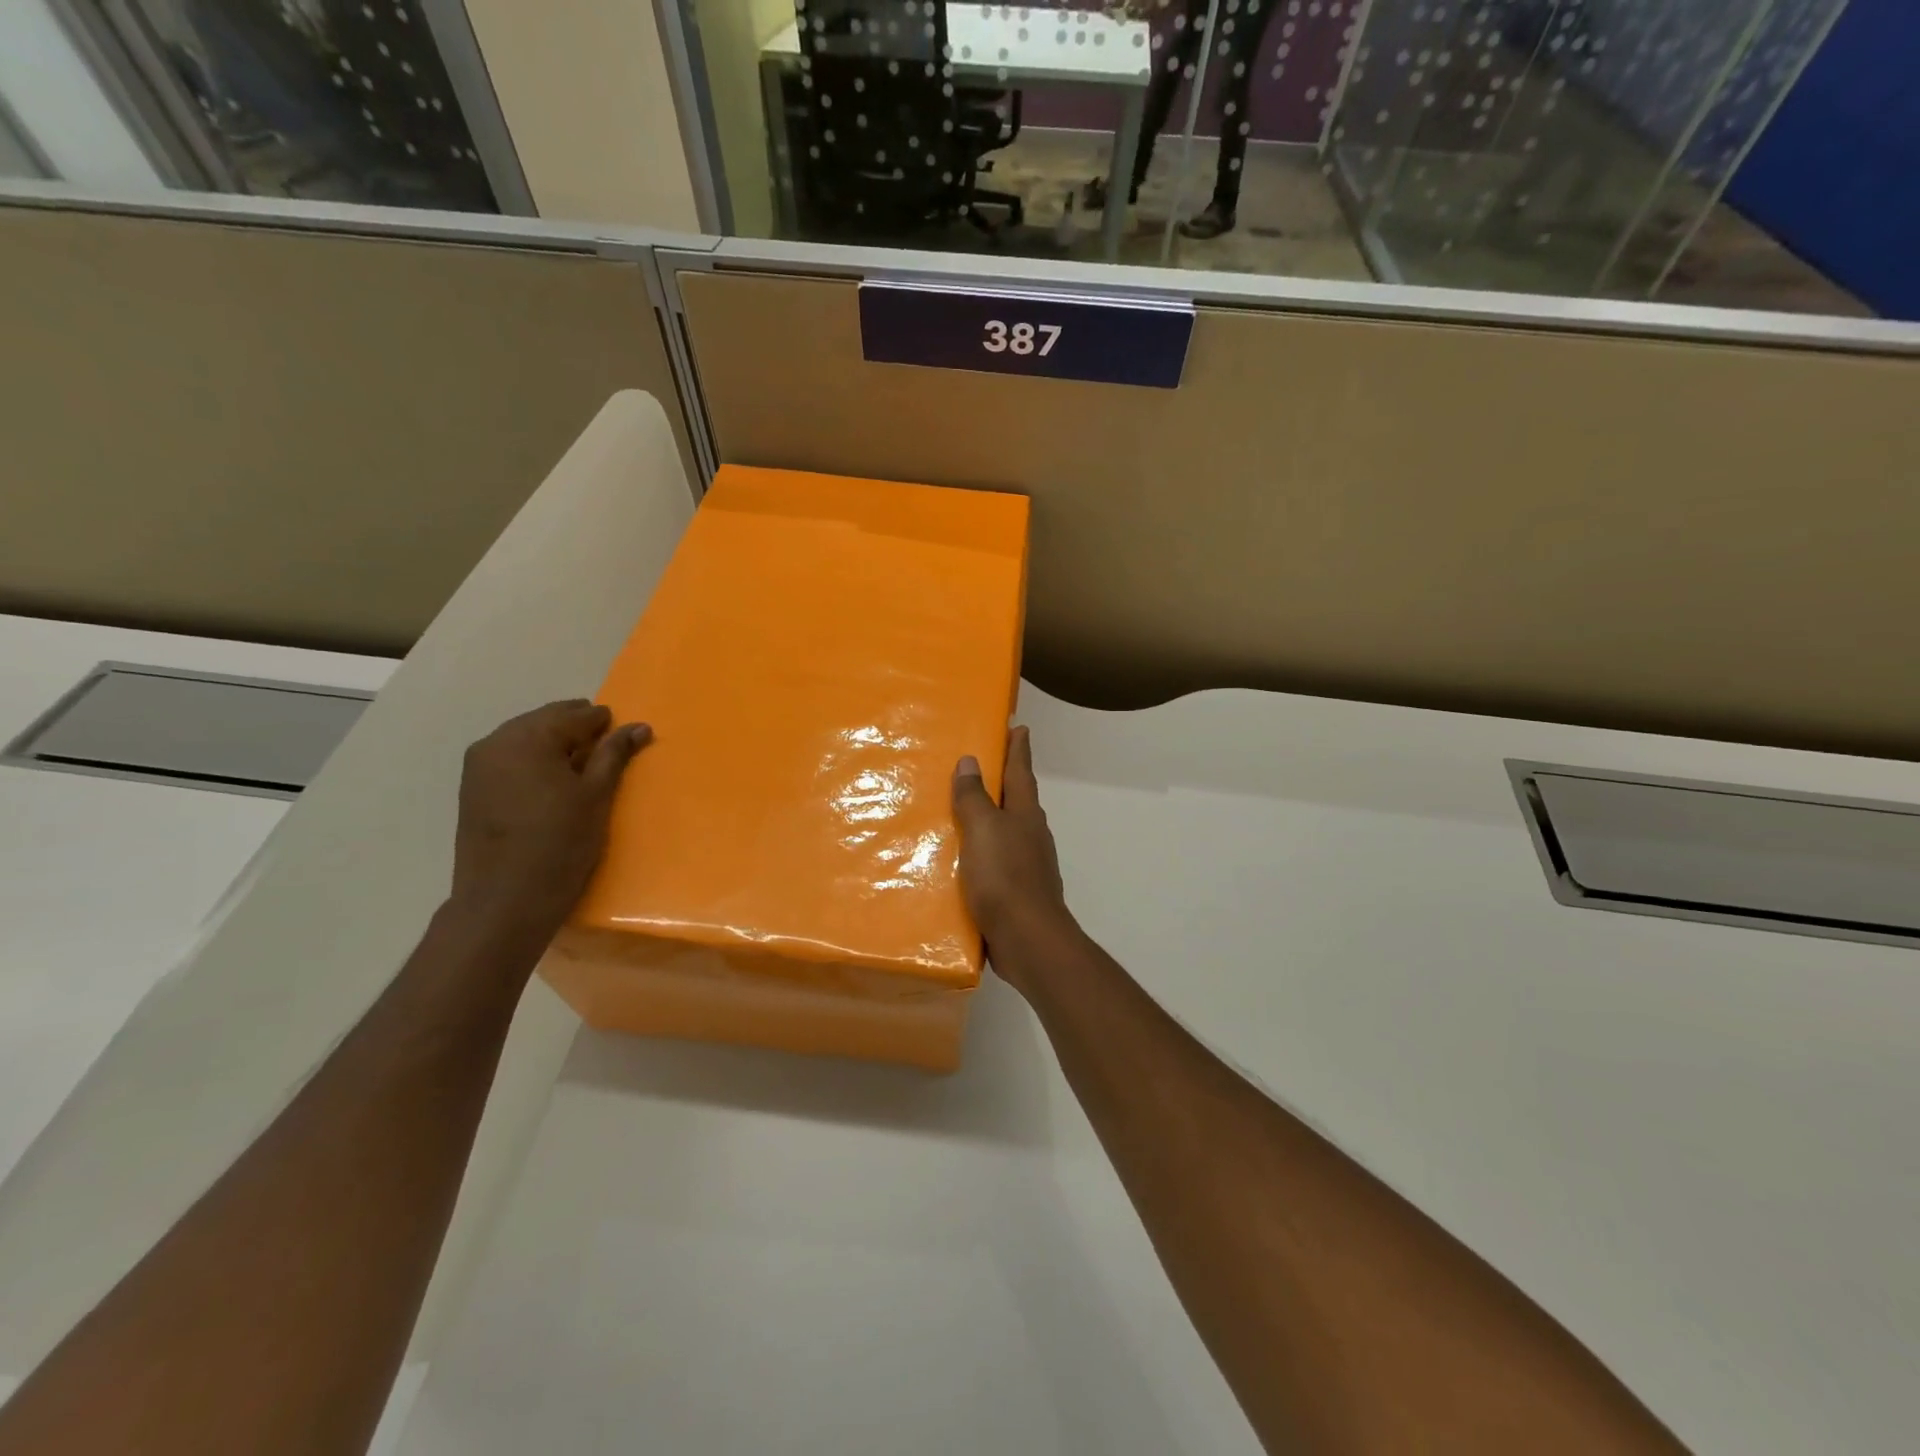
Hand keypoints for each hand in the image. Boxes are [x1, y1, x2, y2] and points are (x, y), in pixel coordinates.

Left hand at [448, 700, 649, 946]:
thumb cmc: (560, 844)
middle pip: (545, 721)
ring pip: (525, 738)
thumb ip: (614, 755)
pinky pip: (510, 758)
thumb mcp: (596, 796)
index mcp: (528, 738)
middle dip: (577, 728)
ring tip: (582, 765)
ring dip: (554, 744)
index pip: (575, 715)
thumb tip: (639, 726)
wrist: (504, 901)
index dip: (603, 722)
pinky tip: (553, 780)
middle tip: (607, 746)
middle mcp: (497, 742)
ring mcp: (479, 765)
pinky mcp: (472, 789)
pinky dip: (534, 760)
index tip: (626, 733)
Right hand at [952, 726, 1074, 993]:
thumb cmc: (1005, 877)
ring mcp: (1026, 864)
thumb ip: (975, 797)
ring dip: (988, 818)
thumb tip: (972, 761)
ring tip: (961, 810)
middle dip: (1002, 782)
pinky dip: (980, 852)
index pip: (1020, 771)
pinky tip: (961, 860)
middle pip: (1016, 799)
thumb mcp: (983, 829)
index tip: (1018, 726)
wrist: (1028, 939)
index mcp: (1026, 814)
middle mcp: (1030, 834)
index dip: (1018, 748)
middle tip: (980, 765)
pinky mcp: (1016, 891)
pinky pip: (994, 862)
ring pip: (1005, 831)